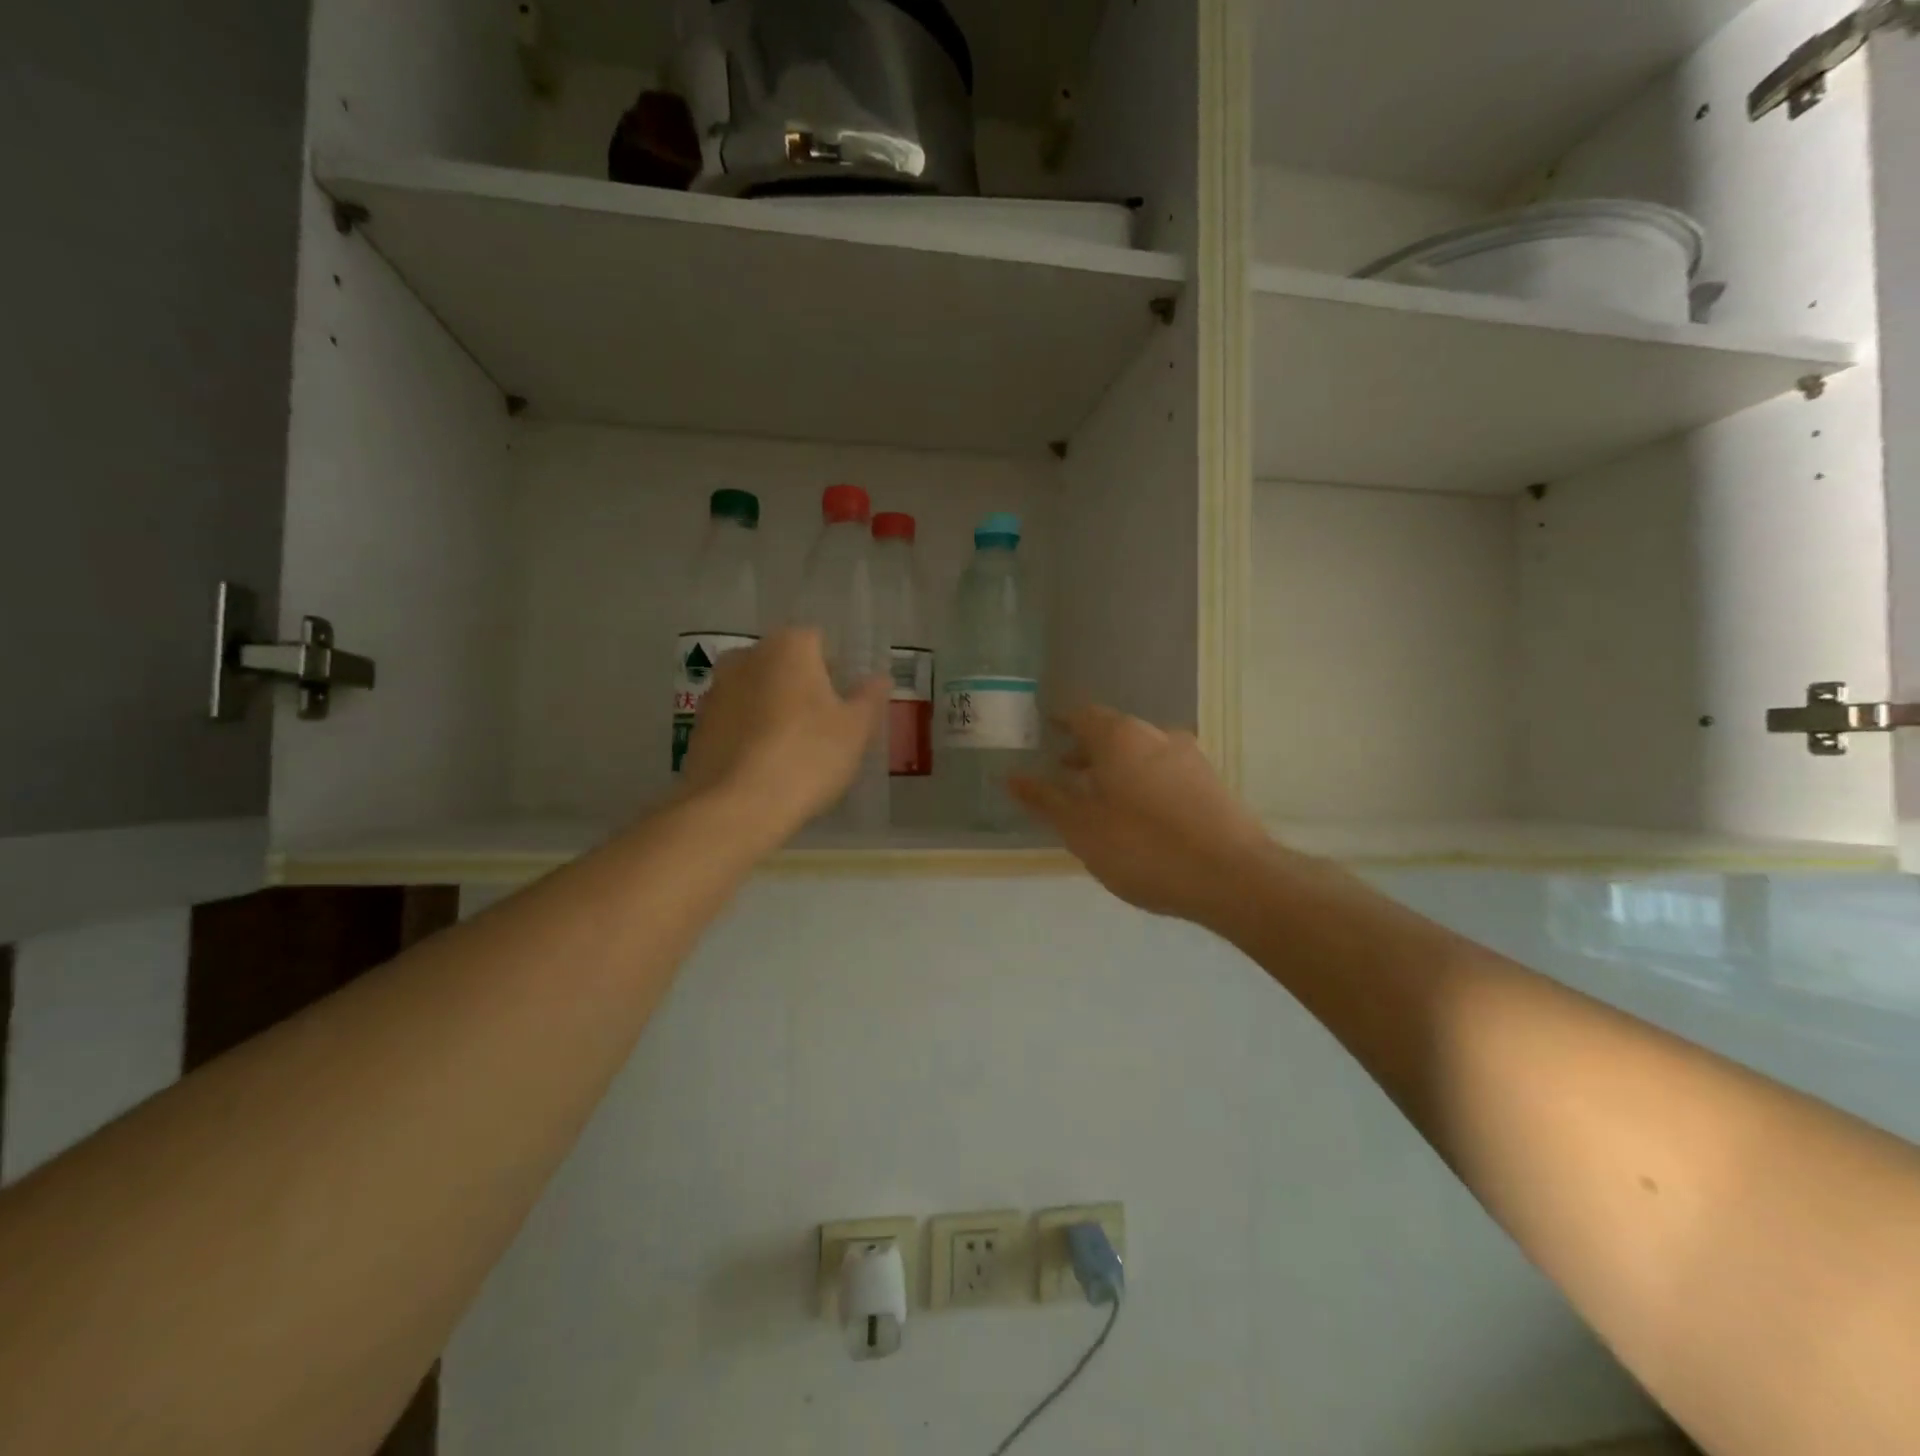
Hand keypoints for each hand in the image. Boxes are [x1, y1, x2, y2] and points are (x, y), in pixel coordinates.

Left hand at [679, 630, 887, 842]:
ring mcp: (716, 691)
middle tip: (823, 728)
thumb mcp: (856, 730)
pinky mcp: (698, 726)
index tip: (844, 704)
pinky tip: (764, 766)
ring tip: (793, 751)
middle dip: (802, 688)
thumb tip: (878, 678)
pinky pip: (735, 721)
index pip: (818, 642)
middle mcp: (746, 657)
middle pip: (783, 665)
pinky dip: (750, 734)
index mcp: (789, 647)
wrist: (735, 807)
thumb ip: (869, 698)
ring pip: (756, 692)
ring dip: (773, 710)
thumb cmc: (807, 757)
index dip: (835, 671)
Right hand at [1011, 707, 1273, 925]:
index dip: (1059, 721)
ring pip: (1140, 753)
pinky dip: (1141, 783)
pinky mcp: (1211, 784)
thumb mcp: (1081, 828)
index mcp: (1120, 737)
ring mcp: (1189, 758)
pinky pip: (1164, 773)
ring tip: (1097, 799)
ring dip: (1115, 768)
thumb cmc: (1143, 847)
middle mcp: (1156, 736)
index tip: (1043, 731)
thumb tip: (1011, 776)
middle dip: (1086, 750)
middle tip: (1062, 770)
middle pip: (1113, 733)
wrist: (1233, 877)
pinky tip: (1137, 817)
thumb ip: (1046, 800)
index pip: (1082, 714)